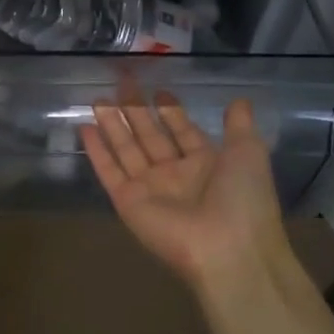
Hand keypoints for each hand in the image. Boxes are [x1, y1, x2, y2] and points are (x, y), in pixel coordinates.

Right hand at [80, 96, 295, 293]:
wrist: (228, 249)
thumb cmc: (243, 199)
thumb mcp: (249, 153)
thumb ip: (239, 126)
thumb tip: (239, 100)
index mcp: (206, 164)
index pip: (183, 132)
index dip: (171, 112)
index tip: (158, 90)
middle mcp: (176, 175)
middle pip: (150, 136)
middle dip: (136, 111)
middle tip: (121, 84)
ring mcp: (149, 189)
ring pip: (126, 149)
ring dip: (112, 124)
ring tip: (97, 99)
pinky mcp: (127, 202)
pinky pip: (109, 171)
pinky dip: (96, 151)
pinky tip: (84, 128)